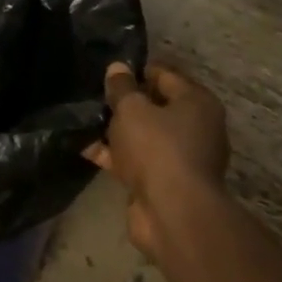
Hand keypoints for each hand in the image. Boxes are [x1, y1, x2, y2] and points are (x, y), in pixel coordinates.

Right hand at [85, 62, 229, 258]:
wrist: (172, 213)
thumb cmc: (157, 148)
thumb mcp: (132, 109)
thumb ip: (122, 87)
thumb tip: (118, 68)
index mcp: (197, 103)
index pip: (166, 75)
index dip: (137, 70)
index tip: (110, 71)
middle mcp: (196, 128)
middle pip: (156, 107)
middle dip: (126, 103)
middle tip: (95, 96)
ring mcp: (181, 158)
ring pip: (144, 136)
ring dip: (117, 131)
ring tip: (85, 120)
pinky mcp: (165, 183)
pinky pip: (137, 161)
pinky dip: (115, 156)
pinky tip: (86, 149)